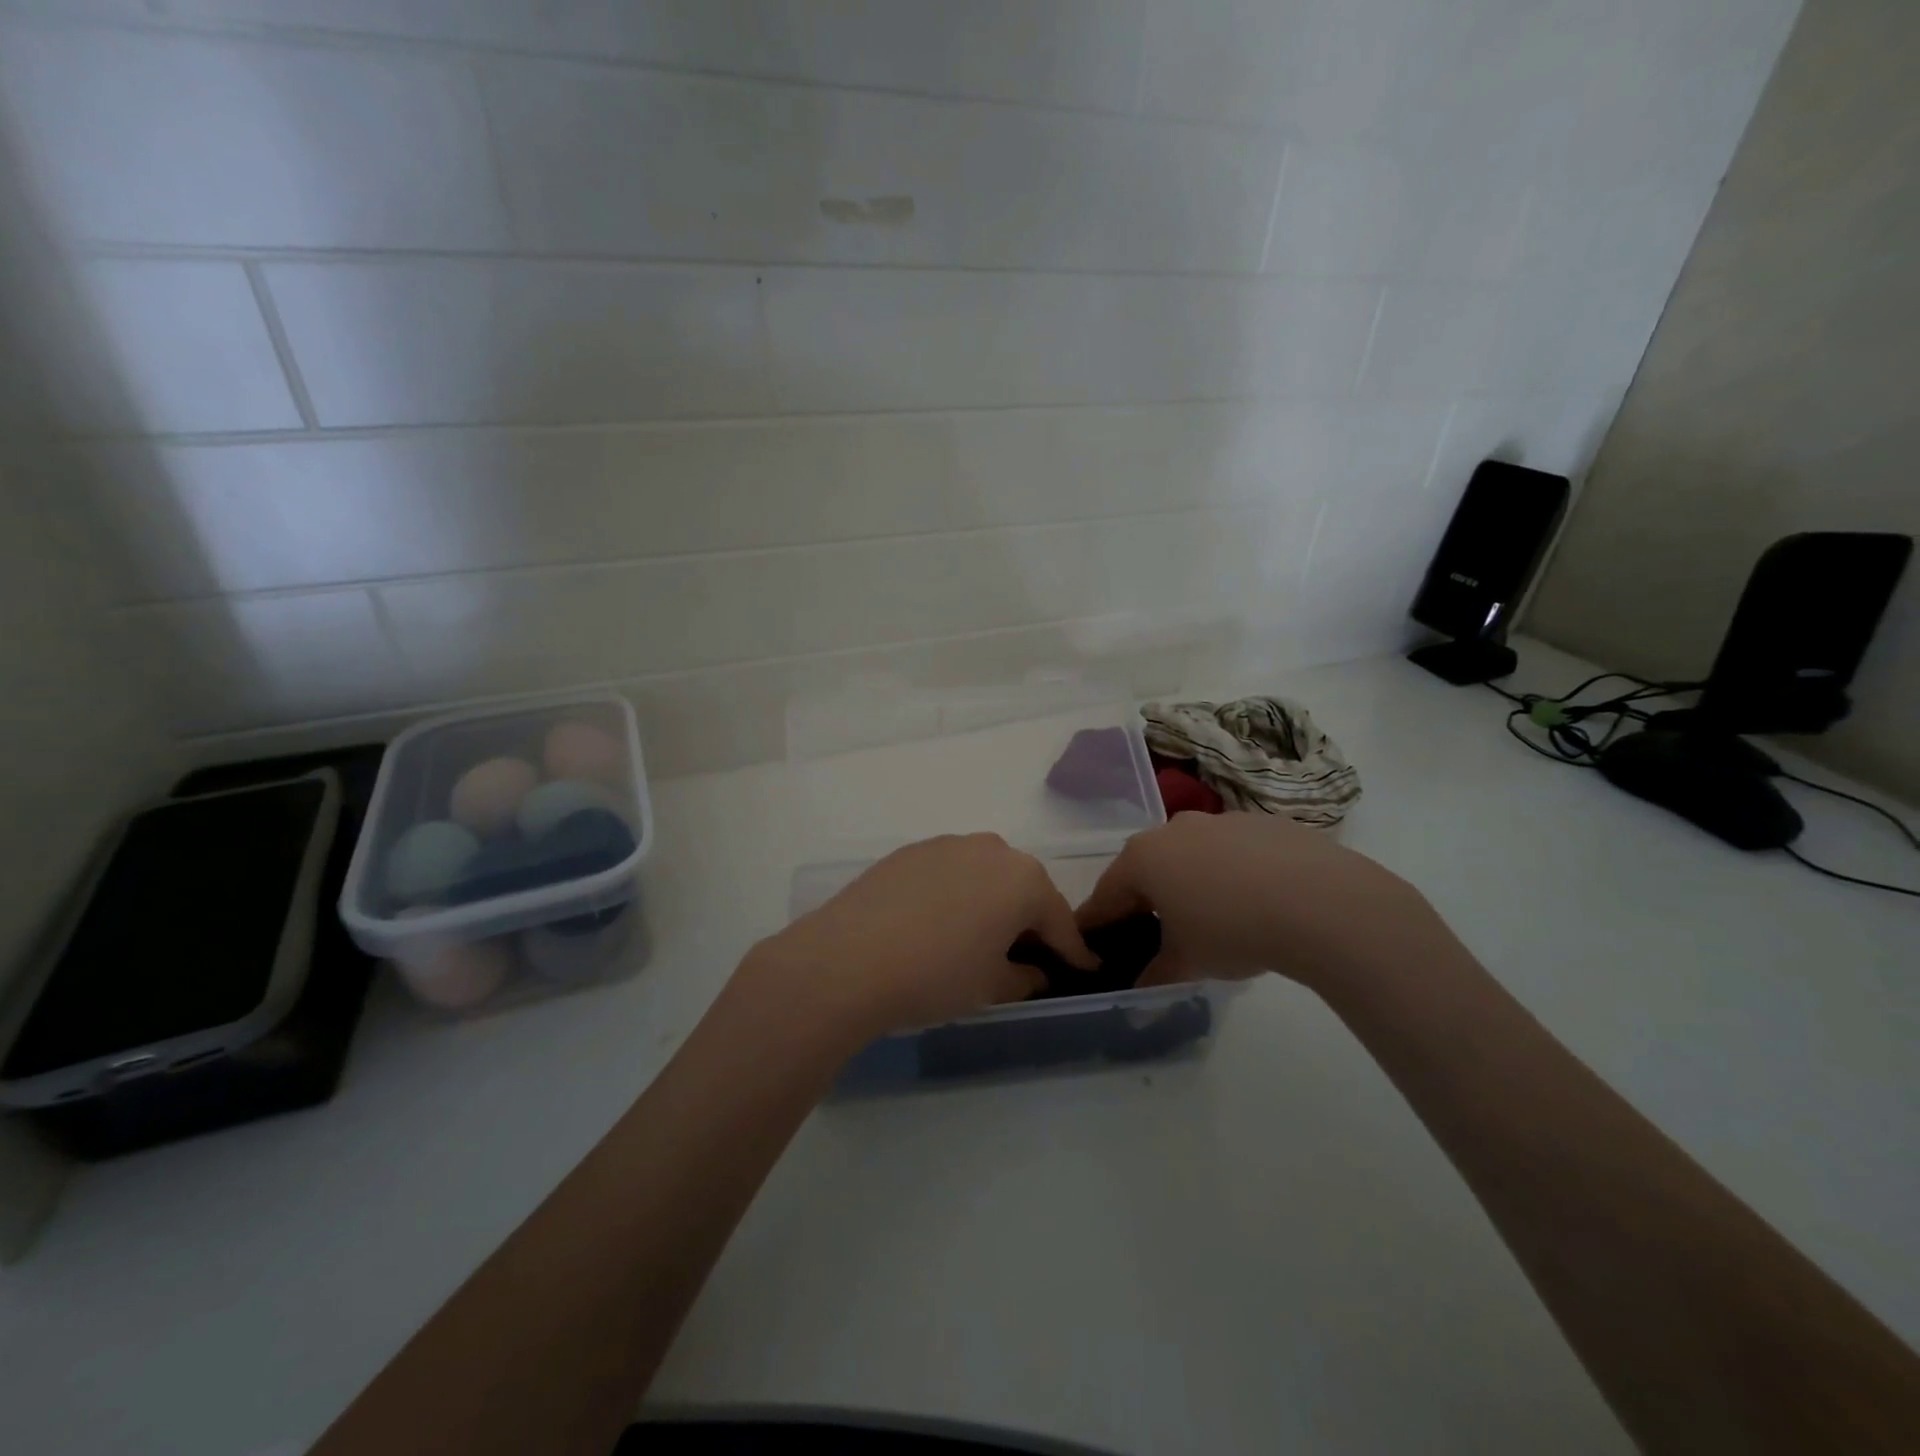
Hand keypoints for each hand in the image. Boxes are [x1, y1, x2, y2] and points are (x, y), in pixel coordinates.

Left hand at [747, 833, 1095, 1041]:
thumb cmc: (935, 975)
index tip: (1084, 967)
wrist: (847, 960)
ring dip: (991, 902)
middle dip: (1030, 920)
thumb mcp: (989, 987)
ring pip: (984, 875)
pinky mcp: (909, 851)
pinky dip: (955, 895)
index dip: (1073, 950)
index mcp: (1022, 880)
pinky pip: (948, 873)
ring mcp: (946, 845)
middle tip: (1029, 954)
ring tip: (981, 937)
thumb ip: (1022, 977)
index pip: (1059, 919)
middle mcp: (991, 850)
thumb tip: (1034, 972)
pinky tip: (938, 923)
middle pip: (1023, 888)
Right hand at [1075, 812, 1439, 991]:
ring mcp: (1221, 820)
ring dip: (1192, 883)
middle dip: (1147, 901)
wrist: (1322, 902)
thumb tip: (1138, 996)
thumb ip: (1156, 975)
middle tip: (1158, 936)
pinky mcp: (1264, 822)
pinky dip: (1234, 873)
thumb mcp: (1187, 962)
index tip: (1095, 943)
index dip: (1098, 922)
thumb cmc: (1233, 930)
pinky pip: (1234, 851)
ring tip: (1215, 921)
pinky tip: (1259, 903)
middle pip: (1148, 868)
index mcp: (1144, 857)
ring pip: (1192, 856)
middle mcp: (1174, 829)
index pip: (1107, 894)